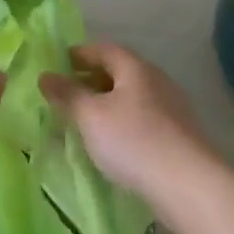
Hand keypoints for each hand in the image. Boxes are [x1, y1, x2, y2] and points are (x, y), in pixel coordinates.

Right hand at [41, 42, 219, 211]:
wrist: (187, 184)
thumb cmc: (133, 140)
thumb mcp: (90, 116)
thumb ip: (67, 94)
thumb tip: (45, 75)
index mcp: (136, 69)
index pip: (104, 49)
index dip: (79, 54)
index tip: (57, 64)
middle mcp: (157, 82)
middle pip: (119, 73)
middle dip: (90, 81)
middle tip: (65, 95)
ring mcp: (171, 109)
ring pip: (130, 99)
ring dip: (105, 105)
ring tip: (82, 122)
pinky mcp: (177, 136)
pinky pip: (140, 120)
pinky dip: (119, 124)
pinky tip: (108, 144)